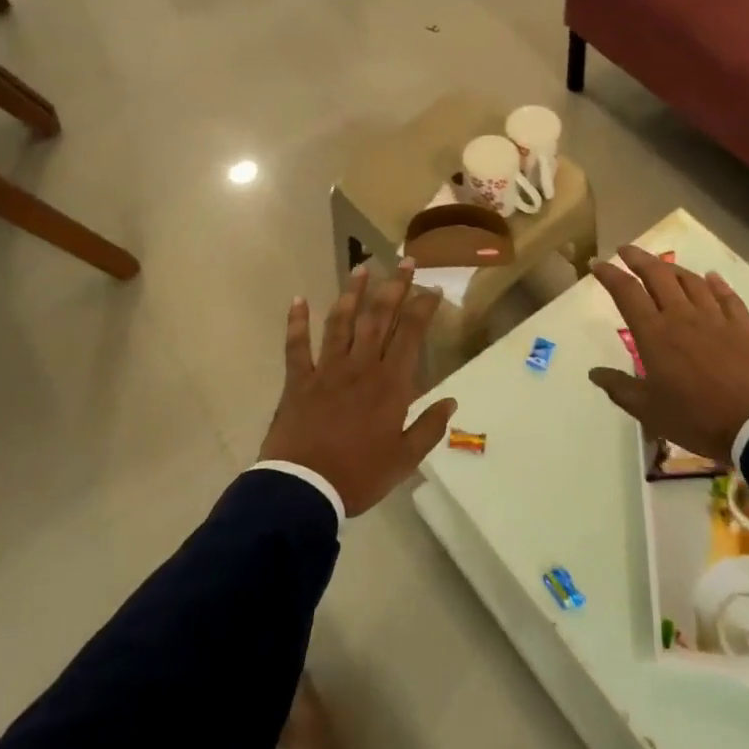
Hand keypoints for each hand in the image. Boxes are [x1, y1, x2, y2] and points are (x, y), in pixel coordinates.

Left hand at [260, 261, 456, 517]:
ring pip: (342, 322)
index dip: (422, 308)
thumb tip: (452, 401)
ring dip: (352, 293)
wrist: (304, 488)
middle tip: (405, 261)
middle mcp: (361, 366)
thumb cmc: (359, 475)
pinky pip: (296, 345)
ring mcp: (327, 369)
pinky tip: (298, 299)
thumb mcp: (405, 459)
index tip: (432, 288)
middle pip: (379, 318)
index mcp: (390, 384)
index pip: (411, 335)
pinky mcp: (299, 379)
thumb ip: (429, 428)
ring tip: (362, 268)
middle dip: (395, 287)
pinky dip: (296, 322)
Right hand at [587, 245, 748, 467]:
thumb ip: (620, 388)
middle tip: (626, 250)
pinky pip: (726, 296)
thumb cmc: (698, 418)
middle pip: (658, 275)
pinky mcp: (742, 326)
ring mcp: (715, 318)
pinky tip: (711, 277)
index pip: (626, 292)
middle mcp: (682, 316)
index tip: (597, 264)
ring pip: (691, 280)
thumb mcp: (649, 411)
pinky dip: (716, 283)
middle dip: (638, 258)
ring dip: (672, 268)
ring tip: (662, 264)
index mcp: (655, 334)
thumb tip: (594, 373)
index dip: (609, 274)